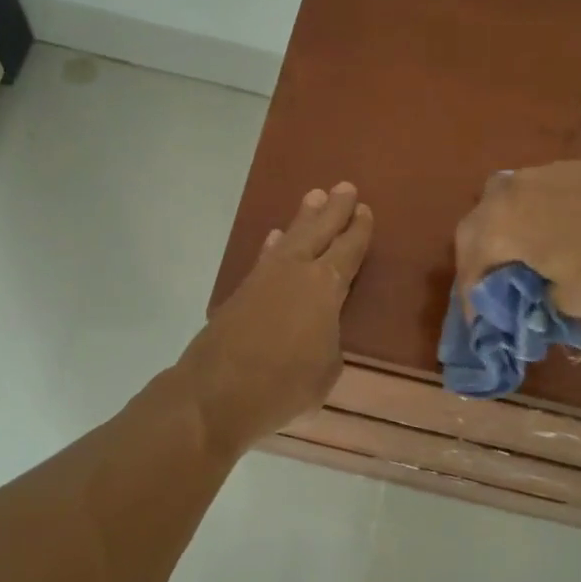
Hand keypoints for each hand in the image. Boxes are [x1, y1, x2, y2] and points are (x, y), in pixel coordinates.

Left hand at [181, 183, 373, 454]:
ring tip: (313, 197)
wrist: (215, 393)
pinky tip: (276, 239)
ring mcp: (264, 279)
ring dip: (304, 218)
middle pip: (319, 232)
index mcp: (325, 288)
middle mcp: (296, 272)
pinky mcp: (241, 293)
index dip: (358, 231)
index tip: (365, 210)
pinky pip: (266, 257)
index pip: (348, 251)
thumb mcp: (326, 370)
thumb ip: (329, 341)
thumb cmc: (282, 386)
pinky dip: (274, 246)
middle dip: (333, 210)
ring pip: (290, 239)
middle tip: (344, 187)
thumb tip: (320, 331)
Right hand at [453, 162, 580, 317]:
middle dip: (477, 259)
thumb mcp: (568, 301)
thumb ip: (538, 298)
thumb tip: (535, 296)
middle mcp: (507, 193)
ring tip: (516, 257)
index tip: (478, 322)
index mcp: (497, 226)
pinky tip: (549, 235)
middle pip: (475, 227)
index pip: (470, 266)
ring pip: (502, 203)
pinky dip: (529, 217)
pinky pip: (532, 195)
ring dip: (501, 231)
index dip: (471, 298)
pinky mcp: (568, 168)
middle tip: (488, 286)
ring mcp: (538, 174)